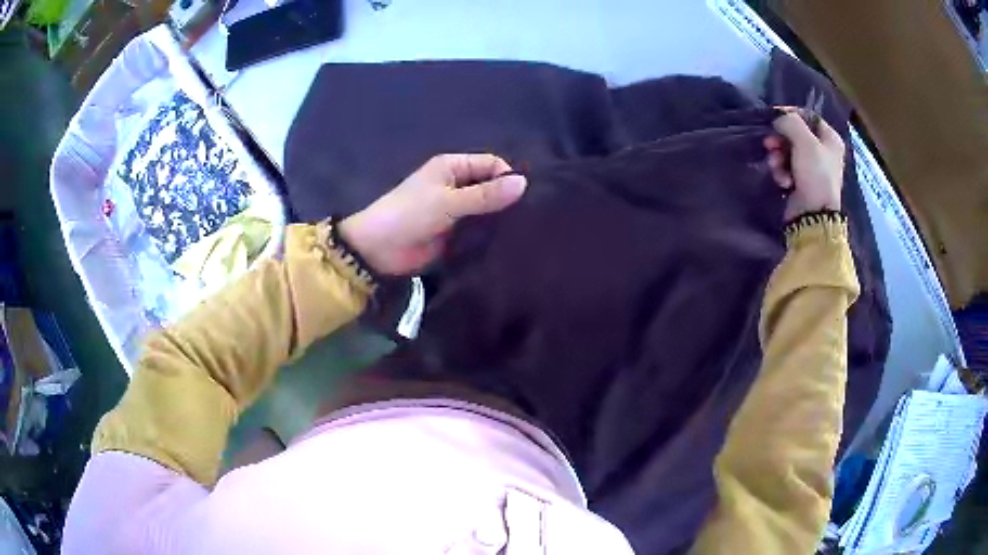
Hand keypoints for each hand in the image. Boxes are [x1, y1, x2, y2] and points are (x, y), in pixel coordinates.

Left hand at [338, 154, 527, 274]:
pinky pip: (479, 230)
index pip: (491, 164)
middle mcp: (457, 185)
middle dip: (507, 199)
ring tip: (522, 232)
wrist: (379, 251)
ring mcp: (457, 210)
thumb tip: (524, 183)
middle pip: (491, 186)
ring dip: (500, 218)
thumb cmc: (409, 215)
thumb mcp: (448, 202)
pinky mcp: (456, 233)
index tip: (523, 198)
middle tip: (529, 217)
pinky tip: (508, 244)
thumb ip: (485, 195)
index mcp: (453, 167)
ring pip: (487, 209)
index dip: (507, 177)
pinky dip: (490, 235)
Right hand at [765, 110, 845, 221]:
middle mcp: (823, 151)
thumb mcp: (805, 141)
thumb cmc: (815, 175)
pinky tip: (784, 182)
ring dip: (778, 158)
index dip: (791, 115)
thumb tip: (779, 119)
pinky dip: (782, 173)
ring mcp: (812, 168)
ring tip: (777, 167)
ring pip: (788, 152)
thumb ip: (790, 122)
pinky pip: (786, 168)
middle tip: (769, 144)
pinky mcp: (802, 181)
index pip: (808, 116)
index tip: (775, 117)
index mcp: (830, 139)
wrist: (813, 215)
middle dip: (780, 140)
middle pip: (795, 135)